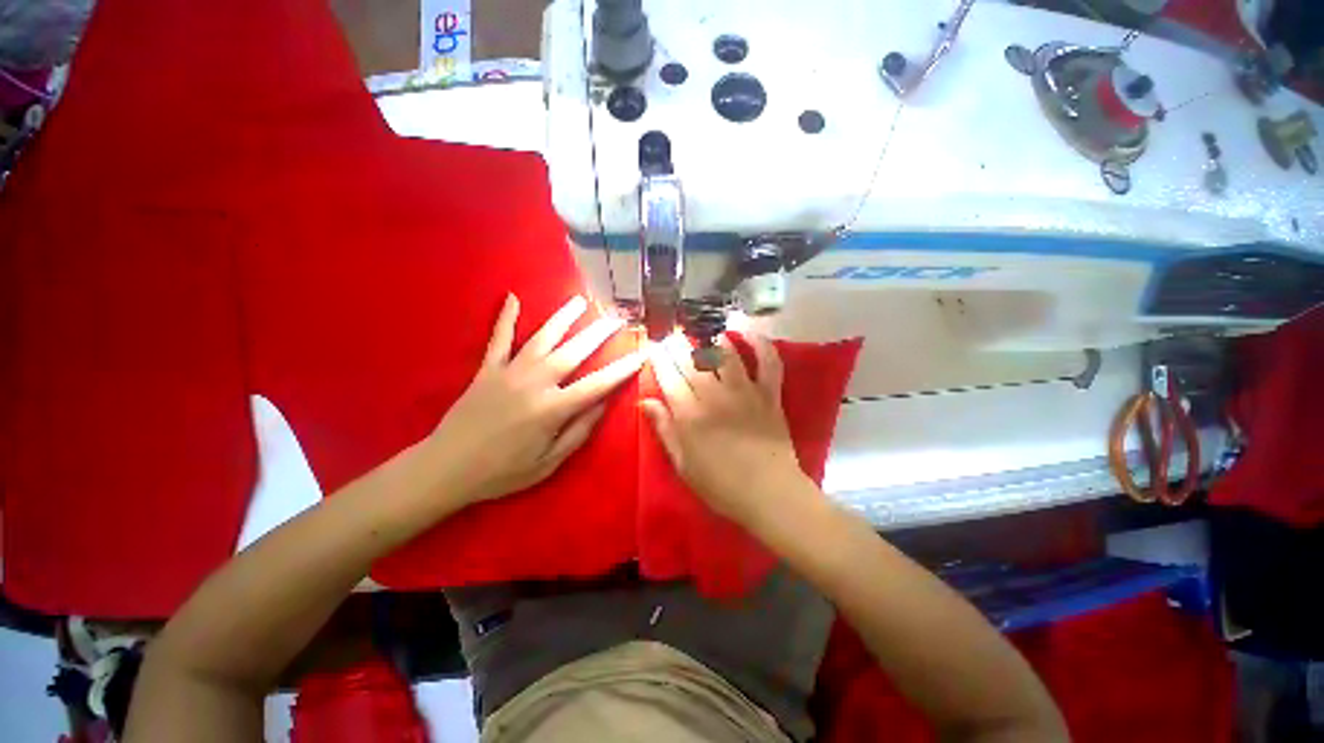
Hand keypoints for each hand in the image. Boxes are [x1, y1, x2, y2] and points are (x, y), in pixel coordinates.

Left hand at [429, 294, 643, 504]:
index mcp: (552, 409)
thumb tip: (603, 404)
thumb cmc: (503, 472)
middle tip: (616, 318)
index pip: (597, 384)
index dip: (622, 369)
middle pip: (574, 351)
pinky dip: (506, 318)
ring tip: (580, 300)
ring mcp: (509, 372)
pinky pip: (499, 338)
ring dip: (563, 317)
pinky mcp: (487, 369)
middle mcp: (535, 382)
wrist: (447, 468)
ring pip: (542, 337)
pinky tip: (512, 297)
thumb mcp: (549, 462)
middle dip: (598, 333)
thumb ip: (579, 431)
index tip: (641, 354)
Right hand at [642, 333, 810, 526]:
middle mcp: (715, 396)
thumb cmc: (721, 486)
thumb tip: (645, 401)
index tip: (654, 347)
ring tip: (701, 333)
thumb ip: (664, 429)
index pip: (669, 377)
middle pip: (692, 361)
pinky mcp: (769, 394)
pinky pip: (768, 362)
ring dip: (711, 339)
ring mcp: (745, 392)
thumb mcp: (683, 465)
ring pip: (725, 354)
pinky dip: (760, 344)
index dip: (659, 359)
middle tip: (671, 335)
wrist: (769, 494)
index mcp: (690, 415)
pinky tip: (747, 333)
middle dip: (678, 344)